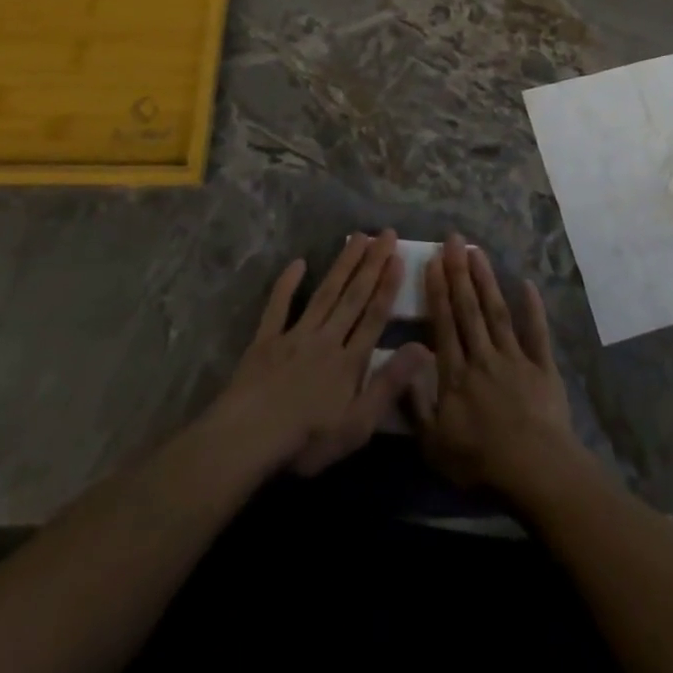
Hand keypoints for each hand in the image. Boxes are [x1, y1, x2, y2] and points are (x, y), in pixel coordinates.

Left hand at [212, 231, 429, 477]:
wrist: (248, 438)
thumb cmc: (307, 439)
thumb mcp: (358, 424)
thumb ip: (390, 384)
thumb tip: (424, 347)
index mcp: (349, 361)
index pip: (374, 316)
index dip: (388, 287)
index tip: (398, 257)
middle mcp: (327, 338)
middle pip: (353, 296)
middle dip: (372, 264)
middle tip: (385, 233)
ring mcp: (295, 335)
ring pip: (325, 292)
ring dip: (343, 264)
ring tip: (358, 237)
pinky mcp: (266, 340)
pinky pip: (279, 306)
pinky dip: (288, 283)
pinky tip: (298, 262)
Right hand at [415, 234, 582, 500]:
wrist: (534, 469)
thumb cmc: (479, 461)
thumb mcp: (433, 444)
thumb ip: (416, 403)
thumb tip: (404, 363)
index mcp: (456, 374)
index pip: (444, 324)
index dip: (438, 291)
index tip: (433, 261)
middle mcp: (483, 357)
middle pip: (469, 309)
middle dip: (459, 272)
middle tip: (454, 240)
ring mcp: (514, 358)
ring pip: (497, 312)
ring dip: (487, 280)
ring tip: (477, 251)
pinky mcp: (542, 367)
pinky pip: (537, 332)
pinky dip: (533, 308)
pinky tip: (527, 284)